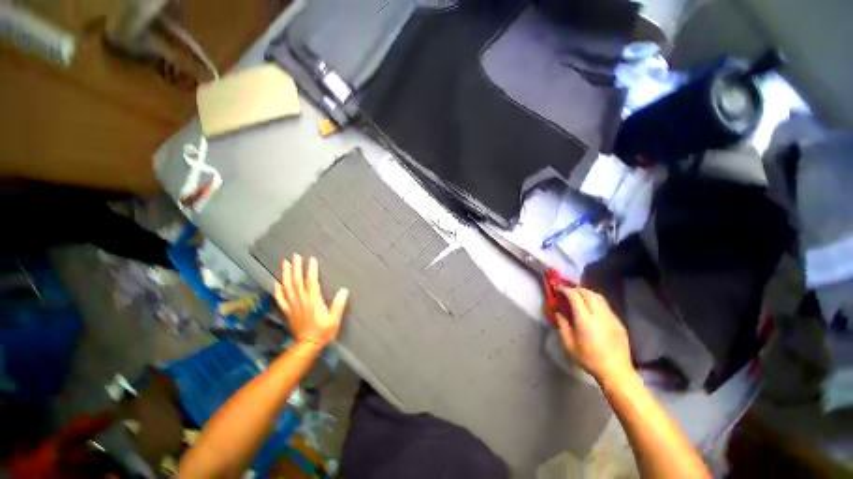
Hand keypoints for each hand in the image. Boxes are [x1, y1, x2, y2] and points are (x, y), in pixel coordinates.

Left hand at [274, 254, 348, 348]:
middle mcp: (301, 301)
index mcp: (313, 301)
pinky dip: (278, 289)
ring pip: (287, 287)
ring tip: (286, 263)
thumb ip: (339, 305)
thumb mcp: (334, 319)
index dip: (311, 270)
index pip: (311, 282)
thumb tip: (344, 290)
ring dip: (286, 274)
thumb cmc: (323, 331)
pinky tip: (277, 282)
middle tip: (295, 256)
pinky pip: (281, 298)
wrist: (308, 345)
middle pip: (297, 282)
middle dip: (296, 268)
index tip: (311, 259)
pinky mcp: (288, 311)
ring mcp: (293, 305)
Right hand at [555, 287, 633, 382]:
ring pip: (599, 297)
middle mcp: (600, 315)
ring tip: (578, 296)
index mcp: (585, 321)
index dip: (565, 290)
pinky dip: (596, 301)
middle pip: (588, 293)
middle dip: (576, 289)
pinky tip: (591, 308)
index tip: (558, 289)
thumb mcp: (569, 345)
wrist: (616, 372)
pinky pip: (606, 305)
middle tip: (567, 291)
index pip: (575, 297)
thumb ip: (562, 325)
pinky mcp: (619, 323)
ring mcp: (612, 318)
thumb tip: (558, 312)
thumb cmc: (589, 360)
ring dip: (587, 293)